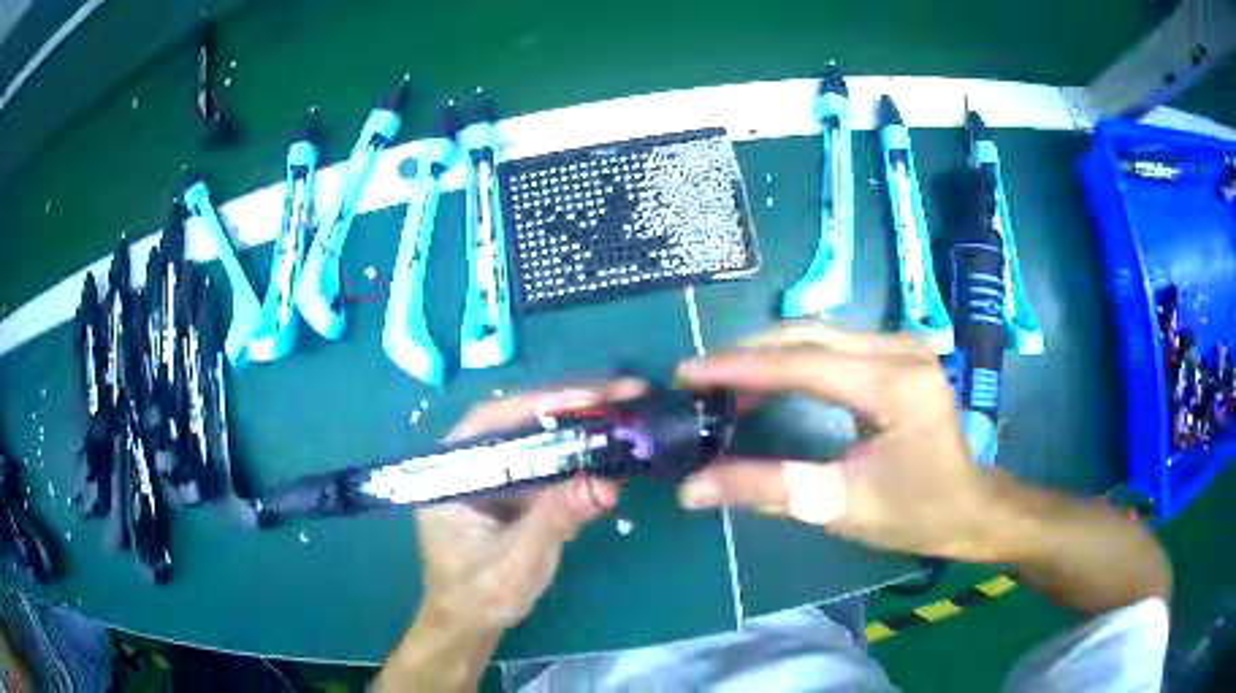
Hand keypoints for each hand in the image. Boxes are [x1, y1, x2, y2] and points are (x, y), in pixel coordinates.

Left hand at [379, 381, 642, 691]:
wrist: (469, 623)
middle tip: (625, 393)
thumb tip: (607, 482)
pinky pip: (547, 463)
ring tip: (626, 412)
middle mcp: (469, 461)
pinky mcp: (512, 490)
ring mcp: (492, 474)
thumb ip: (556, 520)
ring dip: (580, 427)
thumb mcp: (517, 562)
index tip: (592, 399)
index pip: (495, 421)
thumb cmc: (479, 594)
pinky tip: (610, 451)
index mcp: (451, 470)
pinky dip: (579, 456)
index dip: (543, 404)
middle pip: (521, 420)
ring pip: (537, 438)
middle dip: (573, 408)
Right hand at [675, 324, 994, 558]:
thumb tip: (693, 488)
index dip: (741, 367)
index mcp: (896, 384)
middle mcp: (901, 348)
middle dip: (747, 355)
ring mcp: (903, 343)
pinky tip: (766, 381)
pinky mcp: (898, 350)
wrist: (968, 505)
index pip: (805, 363)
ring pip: (817, 333)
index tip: (688, 372)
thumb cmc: (913, 512)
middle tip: (696, 379)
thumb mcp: (840, 506)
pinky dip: (791, 358)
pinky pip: (833, 343)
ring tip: (721, 383)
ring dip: (766, 355)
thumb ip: (768, 489)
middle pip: (808, 335)